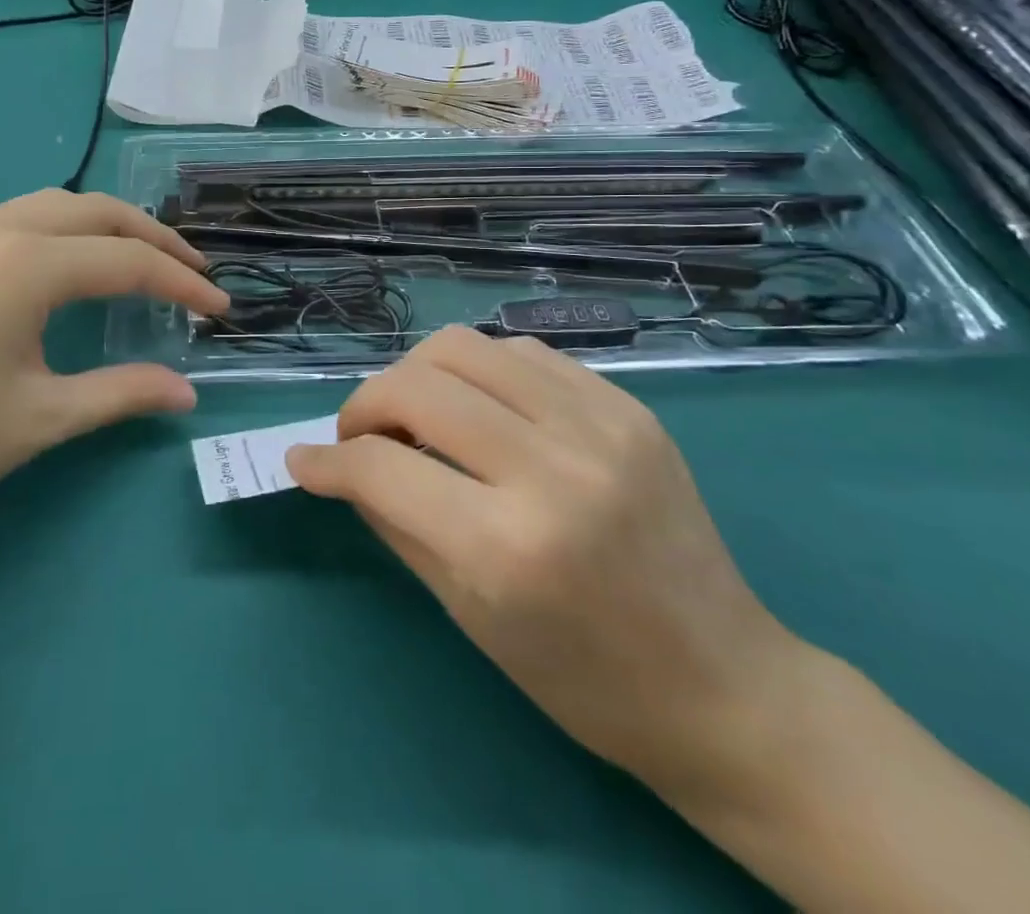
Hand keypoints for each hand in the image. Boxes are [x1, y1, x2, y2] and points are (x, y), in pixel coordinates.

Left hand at [0, 191, 227, 557]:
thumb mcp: (41, 419)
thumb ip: (121, 394)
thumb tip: (189, 394)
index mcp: (22, 266)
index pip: (126, 261)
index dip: (180, 284)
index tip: (218, 309)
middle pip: (94, 212)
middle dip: (151, 237)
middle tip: (190, 272)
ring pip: (49, 207)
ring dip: (103, 227)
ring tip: (137, 261)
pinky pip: (11, 220)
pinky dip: (58, 232)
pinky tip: (62, 269)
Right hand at [287, 327, 807, 803]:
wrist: (722, 683)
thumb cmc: (581, 676)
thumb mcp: (466, 613)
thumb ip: (392, 521)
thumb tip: (335, 464)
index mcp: (507, 545)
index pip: (380, 466)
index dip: (328, 460)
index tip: (307, 461)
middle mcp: (552, 468)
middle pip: (416, 385)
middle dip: (365, 405)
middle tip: (361, 436)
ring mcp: (598, 425)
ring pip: (464, 346)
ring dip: (417, 374)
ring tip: (417, 412)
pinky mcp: (627, 406)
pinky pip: (522, 352)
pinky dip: (479, 372)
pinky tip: (481, 409)